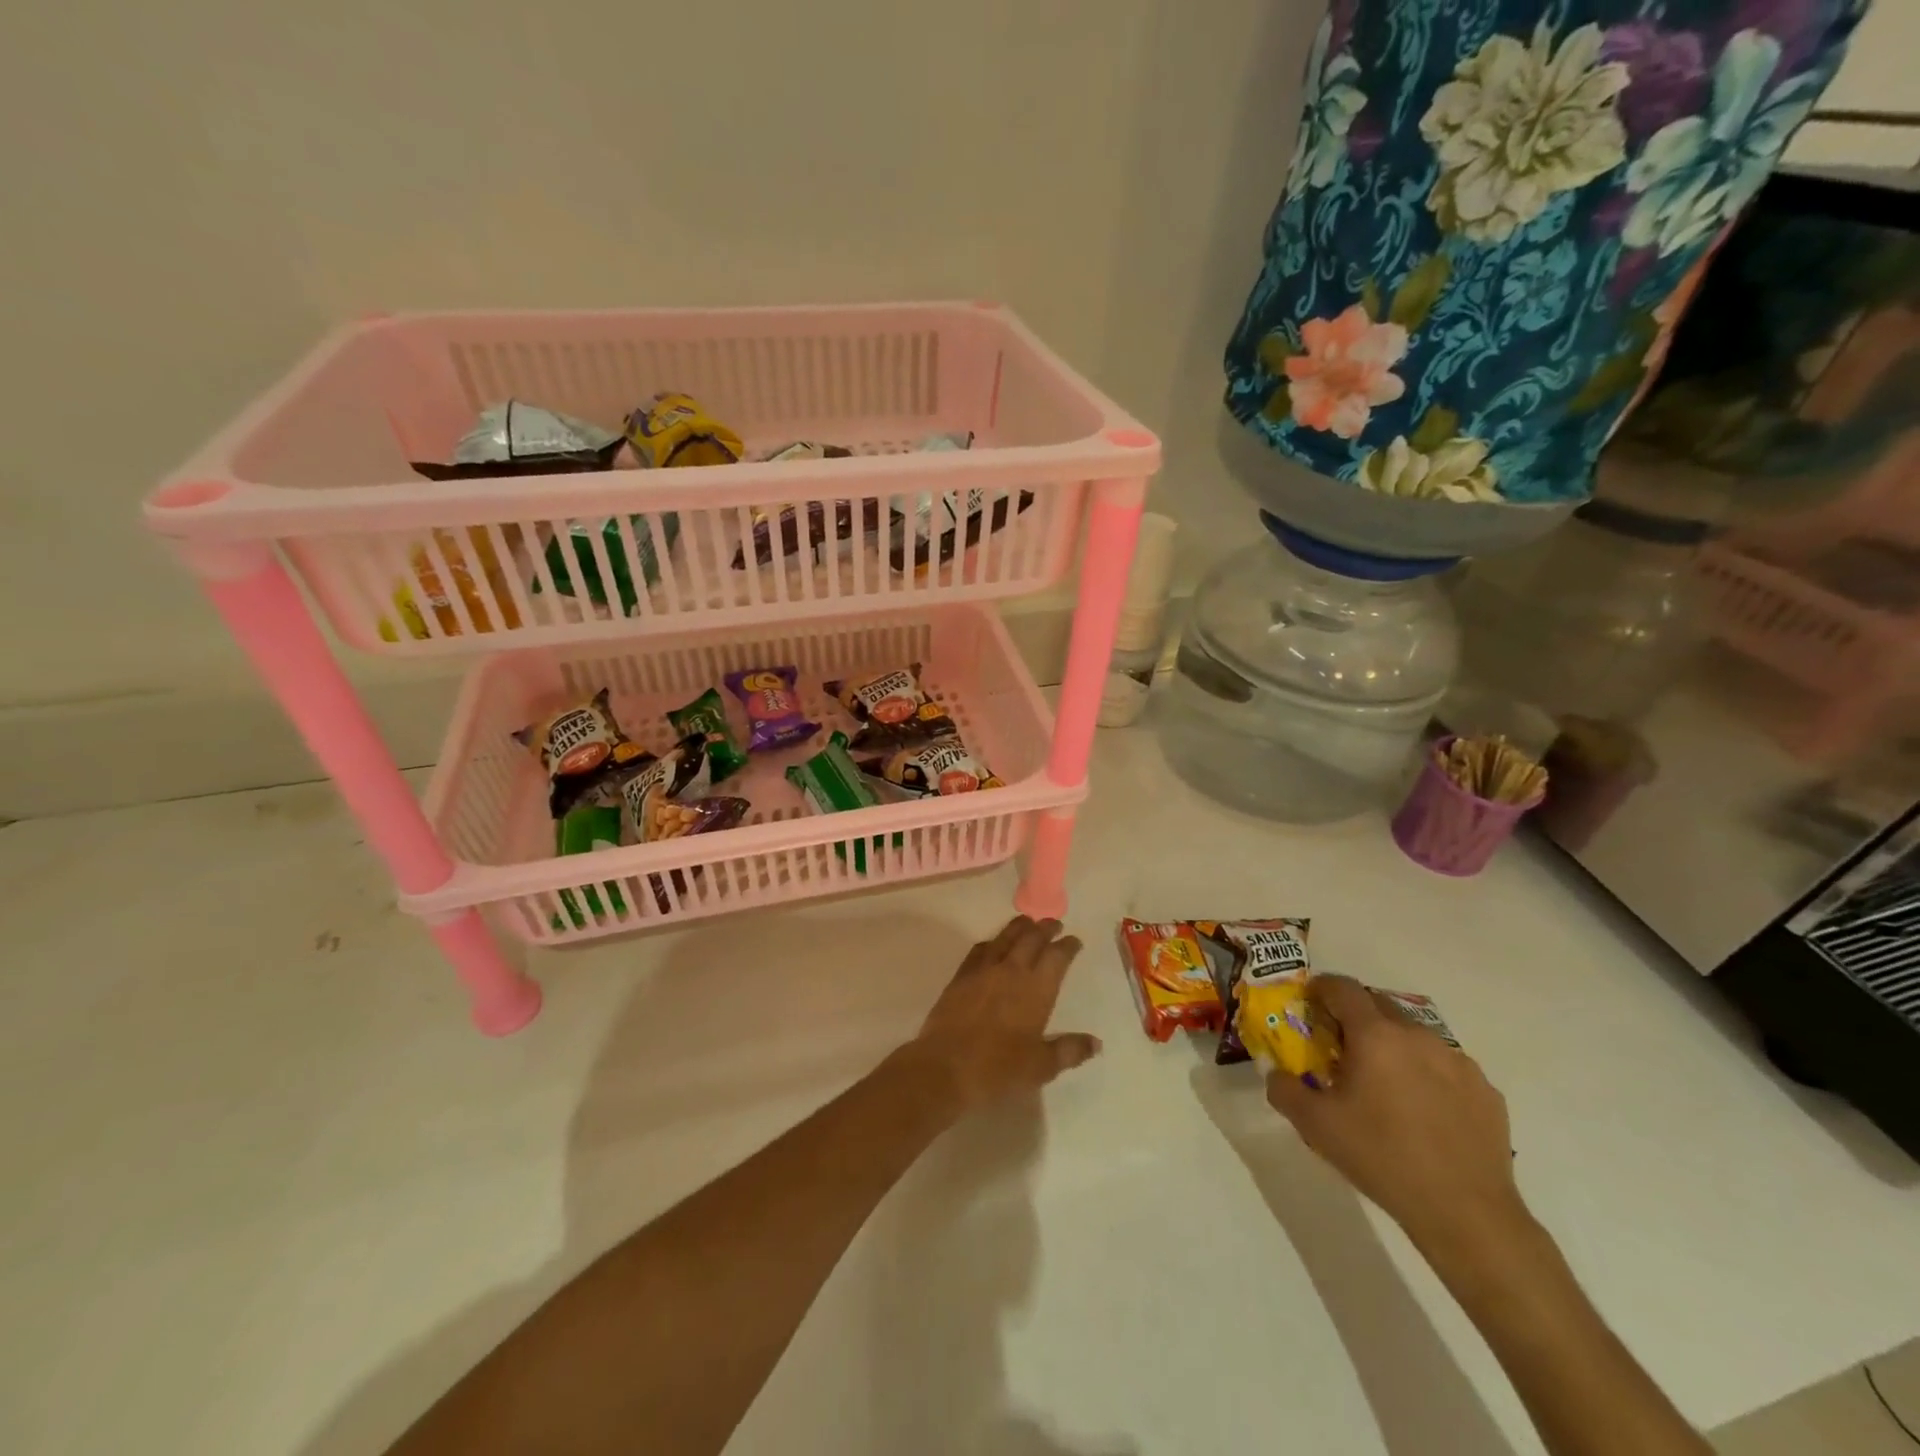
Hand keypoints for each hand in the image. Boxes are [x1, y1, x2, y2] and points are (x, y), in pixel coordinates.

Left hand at [901, 916, 1100, 1112]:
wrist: (945, 1067)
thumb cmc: (998, 1069)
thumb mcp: (1041, 1067)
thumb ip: (1069, 1050)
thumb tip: (1096, 1043)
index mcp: (1036, 989)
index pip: (1057, 957)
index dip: (1068, 946)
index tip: (1074, 941)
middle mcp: (1012, 971)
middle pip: (1032, 938)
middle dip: (1045, 928)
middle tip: (1054, 923)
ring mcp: (983, 970)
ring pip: (1005, 937)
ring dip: (1019, 927)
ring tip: (1027, 922)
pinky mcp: (961, 977)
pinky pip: (980, 950)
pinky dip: (991, 942)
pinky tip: (992, 945)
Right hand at [1265, 975, 1527, 1257]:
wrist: (1466, 1213)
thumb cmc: (1381, 1157)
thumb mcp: (1315, 1125)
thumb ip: (1284, 1089)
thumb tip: (1277, 1074)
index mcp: (1375, 1036)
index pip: (1343, 988)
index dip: (1322, 988)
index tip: (1310, 1002)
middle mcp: (1418, 1037)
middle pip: (1380, 1006)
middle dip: (1357, 1017)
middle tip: (1342, 1047)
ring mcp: (1458, 1063)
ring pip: (1415, 1037)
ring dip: (1394, 1046)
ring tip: (1385, 1083)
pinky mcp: (1486, 1091)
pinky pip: (1447, 1067)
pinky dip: (1428, 1074)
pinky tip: (1423, 1111)